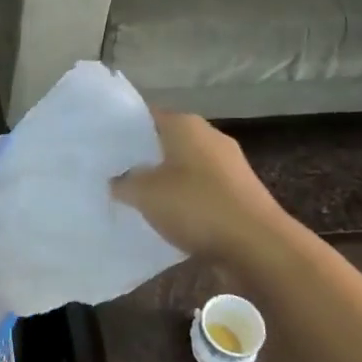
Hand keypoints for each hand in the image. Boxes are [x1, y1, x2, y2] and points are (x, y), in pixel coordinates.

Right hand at [112, 110, 287, 260]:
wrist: (258, 245)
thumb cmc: (196, 206)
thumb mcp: (145, 194)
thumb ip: (124, 182)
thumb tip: (117, 179)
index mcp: (185, 125)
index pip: (146, 116)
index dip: (123, 131)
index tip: (104, 149)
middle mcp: (209, 136)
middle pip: (166, 142)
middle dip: (143, 158)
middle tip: (114, 175)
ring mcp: (228, 165)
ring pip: (185, 167)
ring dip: (165, 181)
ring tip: (138, 200)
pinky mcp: (239, 192)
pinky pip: (202, 190)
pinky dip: (186, 200)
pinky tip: (170, 218)